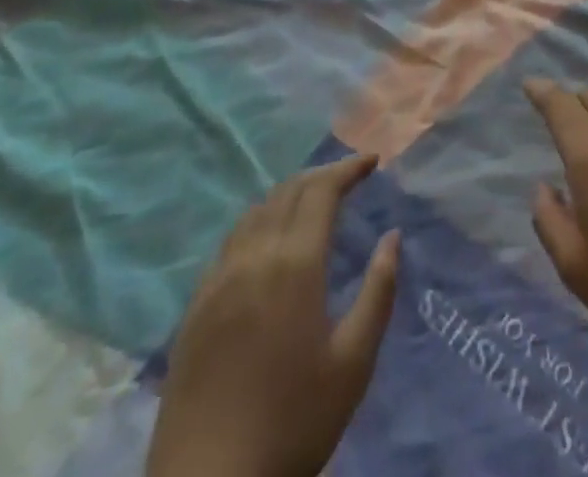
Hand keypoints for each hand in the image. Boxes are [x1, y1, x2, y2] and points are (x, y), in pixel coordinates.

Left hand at [147, 155, 399, 476]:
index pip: (321, 190)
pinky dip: (258, 222)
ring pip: (255, 212)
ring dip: (288, 195)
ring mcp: (218, 280)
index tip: (372, 161)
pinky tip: (267, 243)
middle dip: (321, 175)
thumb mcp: (353, 364)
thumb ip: (378, 292)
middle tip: (348, 177)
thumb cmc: (293, 425)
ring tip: (312, 203)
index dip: (348, 168)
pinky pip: (231, 241)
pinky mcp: (195, 306)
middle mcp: (253, 257)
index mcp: (294, 264)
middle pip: (287, 191)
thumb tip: (392, 236)